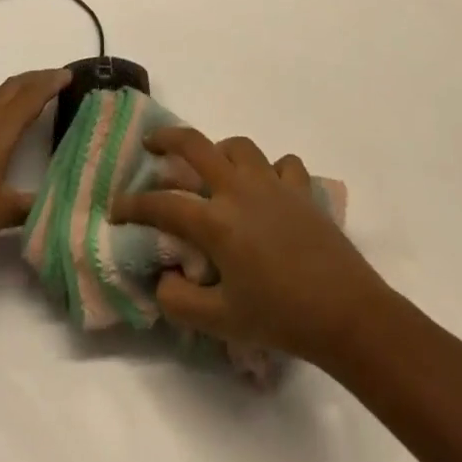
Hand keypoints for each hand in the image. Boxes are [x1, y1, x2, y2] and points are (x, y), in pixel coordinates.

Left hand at [0, 68, 70, 258]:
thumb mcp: (5, 212)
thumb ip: (34, 204)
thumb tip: (59, 202)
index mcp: (0, 129)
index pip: (31, 97)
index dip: (50, 83)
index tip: (69, 74)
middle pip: (12, 87)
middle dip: (35, 78)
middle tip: (56, 77)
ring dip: (14, 91)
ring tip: (29, 97)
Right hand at [113, 127, 385, 364]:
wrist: (346, 312)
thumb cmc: (280, 317)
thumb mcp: (221, 322)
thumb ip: (180, 301)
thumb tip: (162, 278)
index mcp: (216, 220)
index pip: (162, 204)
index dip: (133, 205)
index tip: (115, 210)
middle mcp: (239, 189)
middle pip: (195, 144)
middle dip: (166, 139)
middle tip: (152, 144)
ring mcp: (273, 183)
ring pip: (239, 146)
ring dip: (219, 150)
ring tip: (213, 167)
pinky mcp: (301, 188)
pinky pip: (282, 164)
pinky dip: (271, 169)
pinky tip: (268, 187)